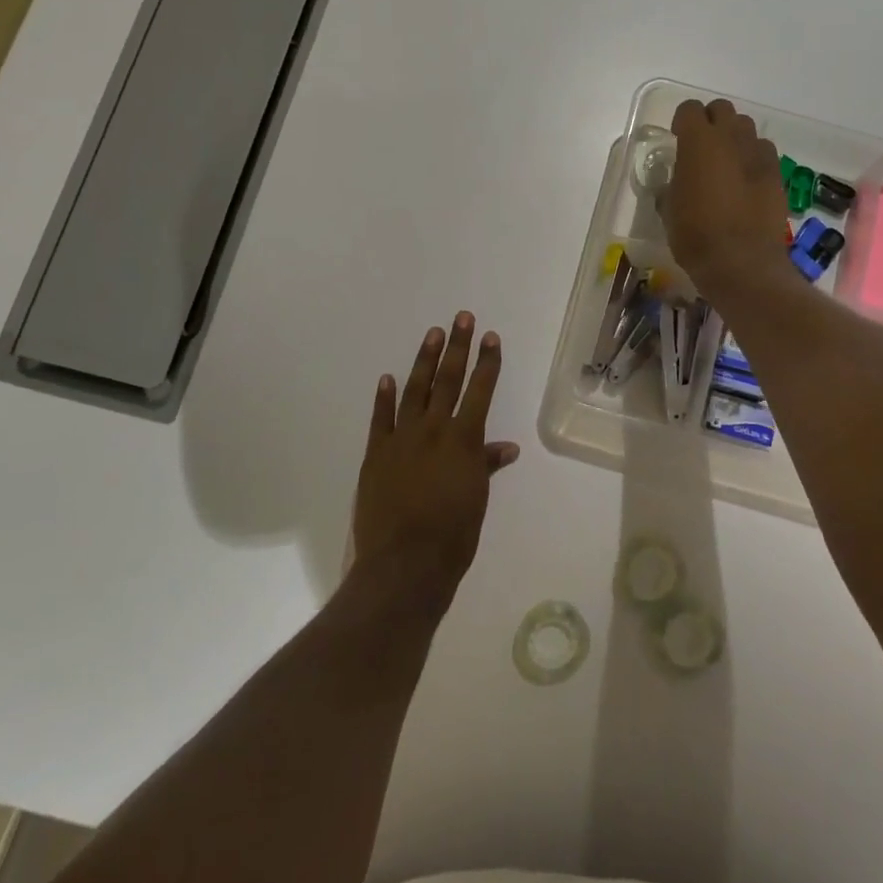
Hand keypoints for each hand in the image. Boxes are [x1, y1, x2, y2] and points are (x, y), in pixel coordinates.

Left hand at [352, 312, 520, 595]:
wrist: (404, 564)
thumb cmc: (453, 535)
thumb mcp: (477, 499)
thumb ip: (487, 466)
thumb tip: (506, 447)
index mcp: (463, 440)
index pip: (480, 390)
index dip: (487, 362)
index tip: (491, 337)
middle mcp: (433, 430)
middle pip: (448, 380)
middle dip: (458, 347)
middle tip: (462, 318)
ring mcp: (401, 439)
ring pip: (414, 390)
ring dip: (424, 361)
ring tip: (433, 334)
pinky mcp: (376, 454)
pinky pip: (380, 419)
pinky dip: (383, 397)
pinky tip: (386, 378)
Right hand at [664, 98, 791, 297]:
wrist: (742, 263)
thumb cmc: (695, 236)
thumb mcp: (669, 209)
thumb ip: (673, 183)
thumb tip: (678, 180)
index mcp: (698, 142)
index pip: (689, 109)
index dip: (682, 122)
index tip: (677, 139)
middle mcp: (731, 138)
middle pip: (722, 110)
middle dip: (710, 122)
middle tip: (702, 148)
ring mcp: (758, 154)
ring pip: (746, 128)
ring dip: (734, 138)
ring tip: (726, 163)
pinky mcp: (777, 173)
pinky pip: (763, 152)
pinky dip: (753, 159)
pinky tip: (746, 182)